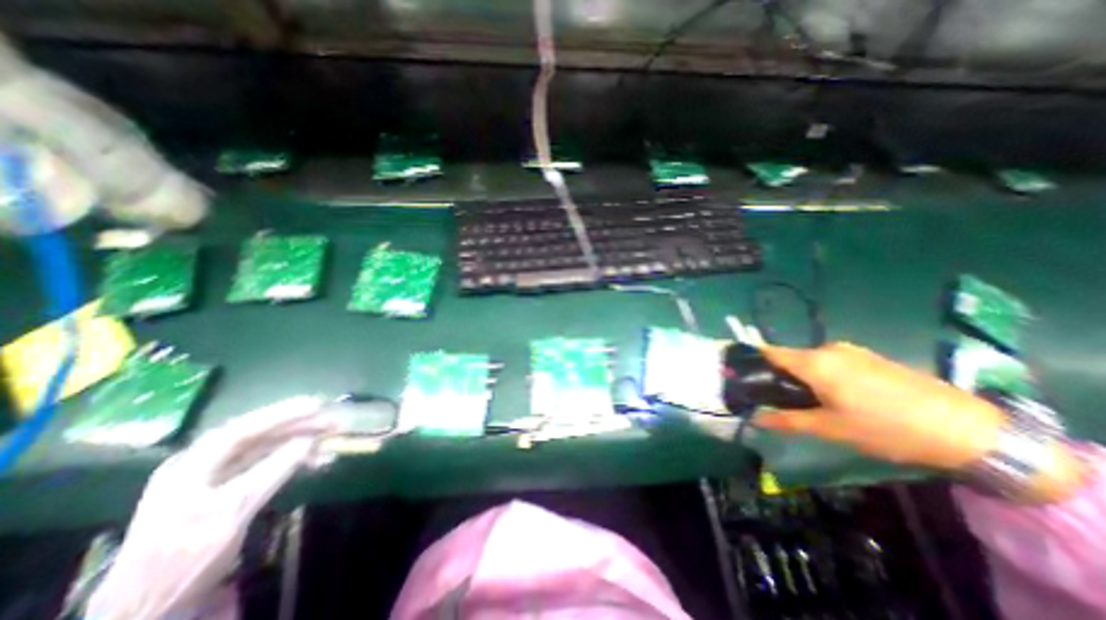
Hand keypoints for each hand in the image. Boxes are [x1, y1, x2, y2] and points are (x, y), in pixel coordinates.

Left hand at [87, 397, 336, 619]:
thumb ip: (273, 470)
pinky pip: (266, 464)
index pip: (245, 428)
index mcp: (193, 464)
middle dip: (298, 426)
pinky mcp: (227, 490)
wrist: (148, 609)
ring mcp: (214, 477)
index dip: (283, 413)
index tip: (319, 404)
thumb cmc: (185, 557)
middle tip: (333, 421)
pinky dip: (293, 460)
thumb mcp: (233, 511)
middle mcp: (203, 463)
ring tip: (331, 439)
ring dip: (300, 442)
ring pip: (266, 449)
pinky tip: (315, 461)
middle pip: (258, 435)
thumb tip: (310, 440)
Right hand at [758, 343, 1007, 468]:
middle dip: (779, 376)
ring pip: (810, 361)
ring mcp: (851, 351)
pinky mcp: (868, 357)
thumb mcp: (831, 428)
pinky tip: (838, 398)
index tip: (742, 377)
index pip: (769, 352)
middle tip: (780, 401)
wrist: (967, 429)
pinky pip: (831, 362)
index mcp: (814, 362)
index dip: (752, 362)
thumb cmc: (886, 428)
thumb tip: (756, 419)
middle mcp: (828, 349)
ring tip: (811, 403)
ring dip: (802, 377)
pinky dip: (822, 375)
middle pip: (789, 357)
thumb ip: (787, 420)